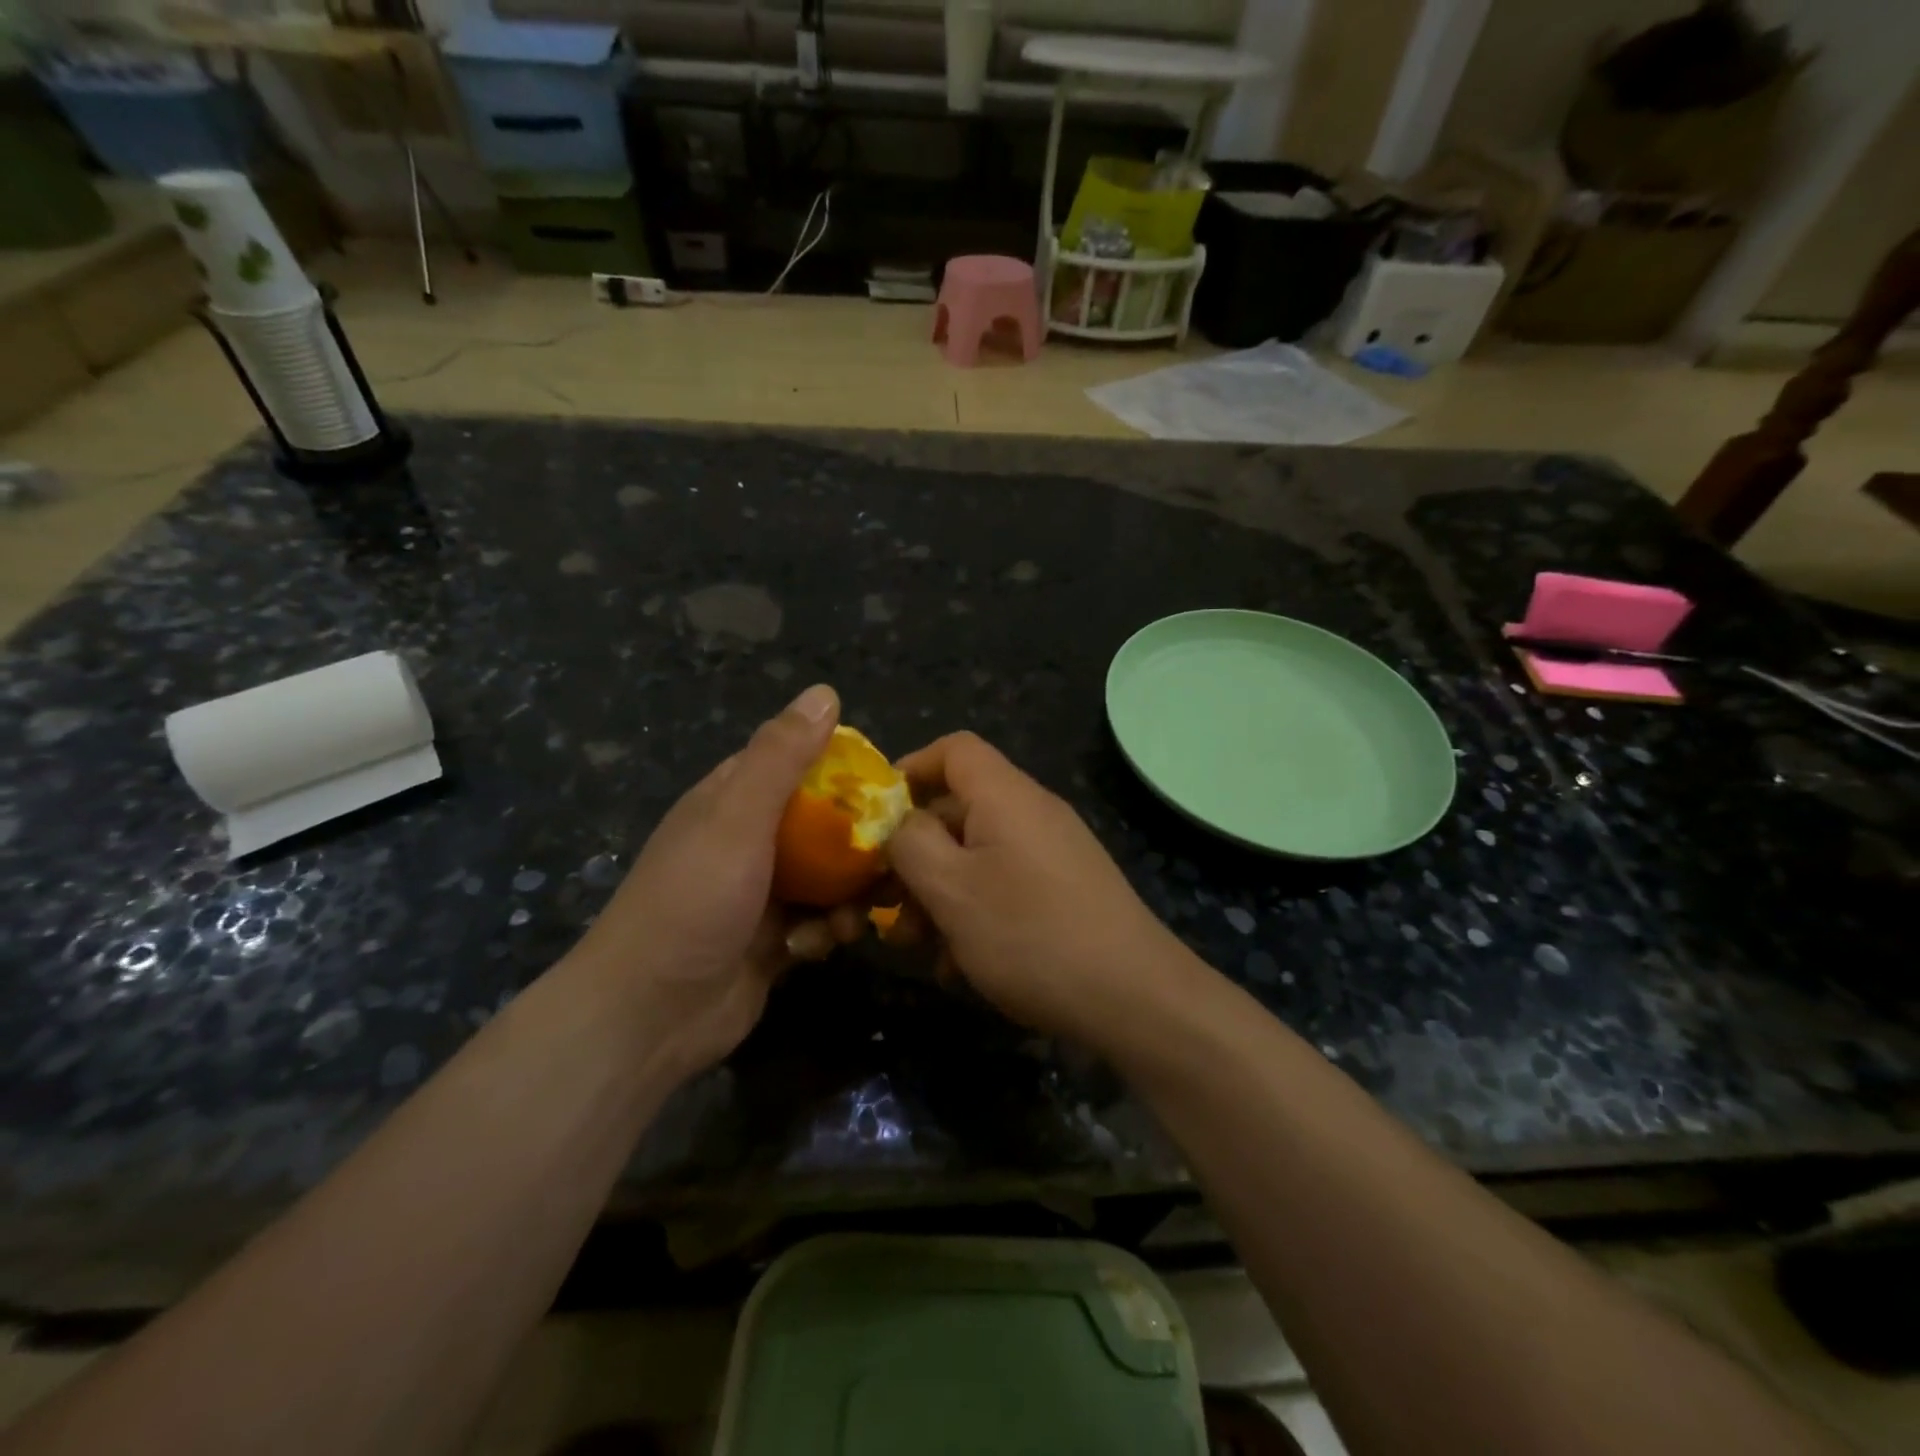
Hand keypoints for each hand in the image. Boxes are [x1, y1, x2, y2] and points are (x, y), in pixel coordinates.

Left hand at [565, 684, 863, 1078]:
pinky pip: (820, 921)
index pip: (796, 763)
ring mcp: (762, 893)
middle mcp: (748, 840)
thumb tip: (824, 692)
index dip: (841, 767)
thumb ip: (781, 757)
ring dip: (848, 893)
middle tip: (893, 854)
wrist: (650, 1015)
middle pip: (821, 822)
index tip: (886, 783)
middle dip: (857, 840)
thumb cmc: (693, 902)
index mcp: (732, 800)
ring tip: (853, 913)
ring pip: (828, 875)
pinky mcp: (775, 940)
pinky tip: (820, 947)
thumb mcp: (737, 818)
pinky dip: (828, 931)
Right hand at [884, 732, 1194, 1043]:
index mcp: (1005, 795)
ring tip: (918, 946)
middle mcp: (1032, 812)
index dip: (909, 769)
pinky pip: (1006, 884)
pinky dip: (975, 912)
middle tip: (885, 904)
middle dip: (915, 854)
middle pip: (958, 808)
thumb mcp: (951, 888)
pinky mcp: (1067, 890)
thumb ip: (910, 843)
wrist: (1134, 997)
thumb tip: (899, 821)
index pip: (953, 749)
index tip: (876, 817)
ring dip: (940, 893)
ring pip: (978, 855)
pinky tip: (960, 965)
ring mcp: (1054, 852)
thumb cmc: (1030, 934)